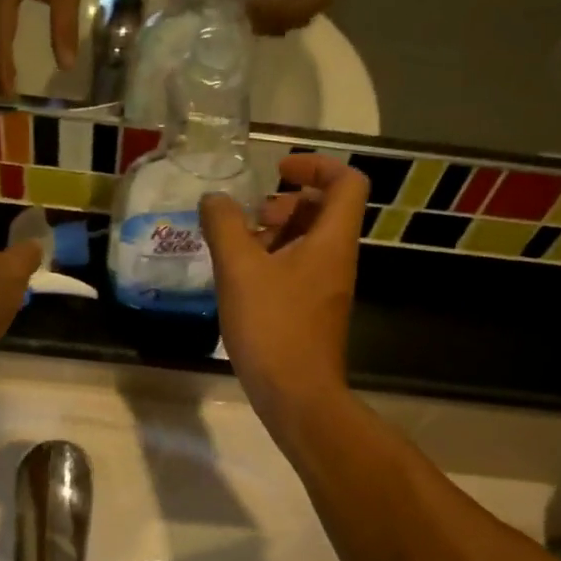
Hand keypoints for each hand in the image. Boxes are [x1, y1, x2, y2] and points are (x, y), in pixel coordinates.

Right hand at [199, 153, 367, 419]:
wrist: (296, 395)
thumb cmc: (272, 326)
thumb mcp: (239, 270)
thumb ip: (224, 226)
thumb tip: (214, 199)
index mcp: (332, 240)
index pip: (347, 181)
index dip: (316, 165)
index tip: (278, 169)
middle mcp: (337, 259)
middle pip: (325, 210)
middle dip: (287, 202)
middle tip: (251, 214)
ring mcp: (327, 288)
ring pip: (309, 242)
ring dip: (276, 233)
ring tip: (238, 246)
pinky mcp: (313, 312)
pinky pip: (298, 270)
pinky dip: (273, 261)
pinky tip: (240, 279)